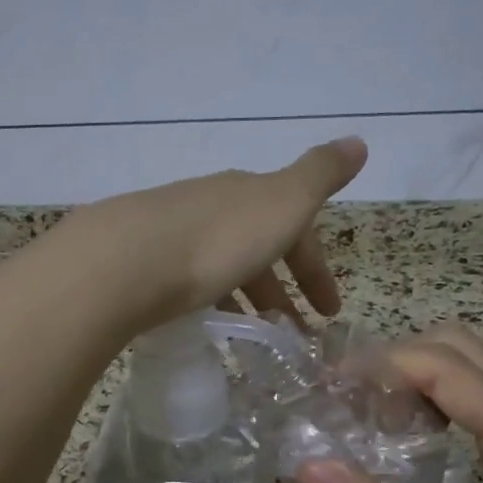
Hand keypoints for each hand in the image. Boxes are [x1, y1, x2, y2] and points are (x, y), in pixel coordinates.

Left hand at [70, 138, 367, 329]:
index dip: (315, 268)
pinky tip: (205, 327)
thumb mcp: (283, 203)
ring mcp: (171, 232)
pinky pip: (188, 283)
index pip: (294, 229)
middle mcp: (210, 205)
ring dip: (245, 301)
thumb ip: (320, 175)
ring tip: (254, 342)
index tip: (329, 312)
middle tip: (293, 335)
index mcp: (247, 194)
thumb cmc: (217, 239)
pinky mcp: (141, 264)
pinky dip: (208, 304)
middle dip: (280, 290)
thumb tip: (358, 140)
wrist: (125, 261)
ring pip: (221, 267)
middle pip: (256, 248)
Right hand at [294, 323, 482, 482]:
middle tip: (349, 405)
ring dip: (417, 378)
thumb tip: (308, 467)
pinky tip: (414, 441)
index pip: (442, 364)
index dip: (379, 365)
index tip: (327, 388)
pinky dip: (439, 399)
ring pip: (474, 367)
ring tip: (373, 422)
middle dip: (397, 362)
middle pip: (460, 347)